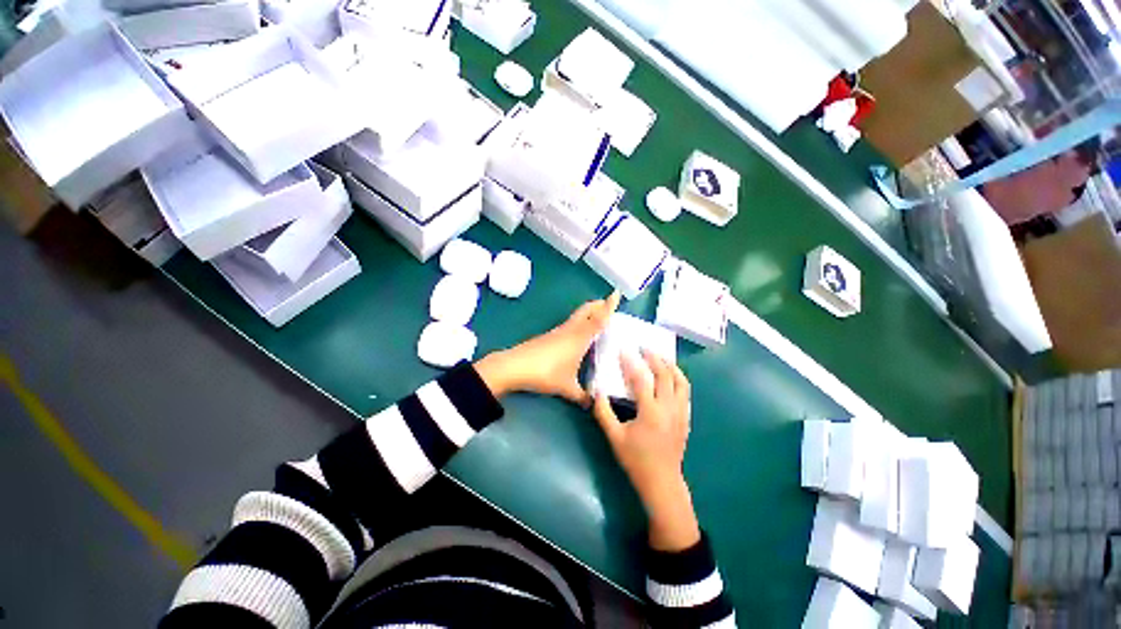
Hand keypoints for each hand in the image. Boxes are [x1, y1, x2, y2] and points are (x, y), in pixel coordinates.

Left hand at [475, 292, 620, 405]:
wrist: (516, 366)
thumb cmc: (546, 373)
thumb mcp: (567, 387)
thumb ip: (582, 396)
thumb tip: (593, 404)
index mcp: (579, 337)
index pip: (598, 319)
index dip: (608, 306)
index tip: (616, 293)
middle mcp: (570, 330)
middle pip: (586, 310)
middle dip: (598, 304)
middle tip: (608, 304)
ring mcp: (558, 331)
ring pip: (577, 316)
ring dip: (589, 312)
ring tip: (598, 318)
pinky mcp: (550, 336)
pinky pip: (570, 324)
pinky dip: (580, 322)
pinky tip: (579, 334)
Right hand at [593, 351, 700, 551]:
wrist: (662, 482)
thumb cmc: (636, 460)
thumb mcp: (614, 437)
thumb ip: (604, 412)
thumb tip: (597, 391)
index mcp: (651, 412)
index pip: (641, 379)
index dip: (631, 363)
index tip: (624, 349)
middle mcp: (669, 408)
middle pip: (665, 375)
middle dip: (654, 358)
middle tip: (644, 347)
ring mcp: (681, 413)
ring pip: (681, 381)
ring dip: (671, 366)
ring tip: (660, 357)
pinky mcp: (686, 418)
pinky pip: (686, 392)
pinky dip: (679, 379)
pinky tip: (671, 377)